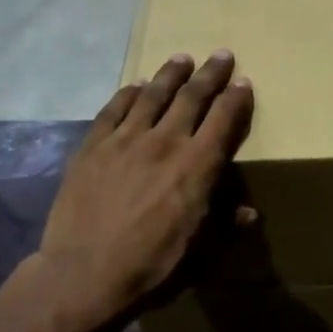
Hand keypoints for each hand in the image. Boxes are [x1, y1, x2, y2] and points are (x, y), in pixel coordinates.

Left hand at [37, 51, 254, 322]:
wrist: (82, 276)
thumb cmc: (150, 267)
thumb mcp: (200, 253)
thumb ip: (226, 225)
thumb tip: (250, 212)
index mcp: (197, 166)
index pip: (223, 119)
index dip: (236, 98)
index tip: (243, 82)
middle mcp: (165, 142)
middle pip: (192, 96)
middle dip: (210, 74)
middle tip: (221, 55)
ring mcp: (126, 140)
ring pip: (154, 94)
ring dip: (171, 74)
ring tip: (182, 58)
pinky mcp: (93, 146)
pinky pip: (114, 109)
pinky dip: (128, 93)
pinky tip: (136, 85)